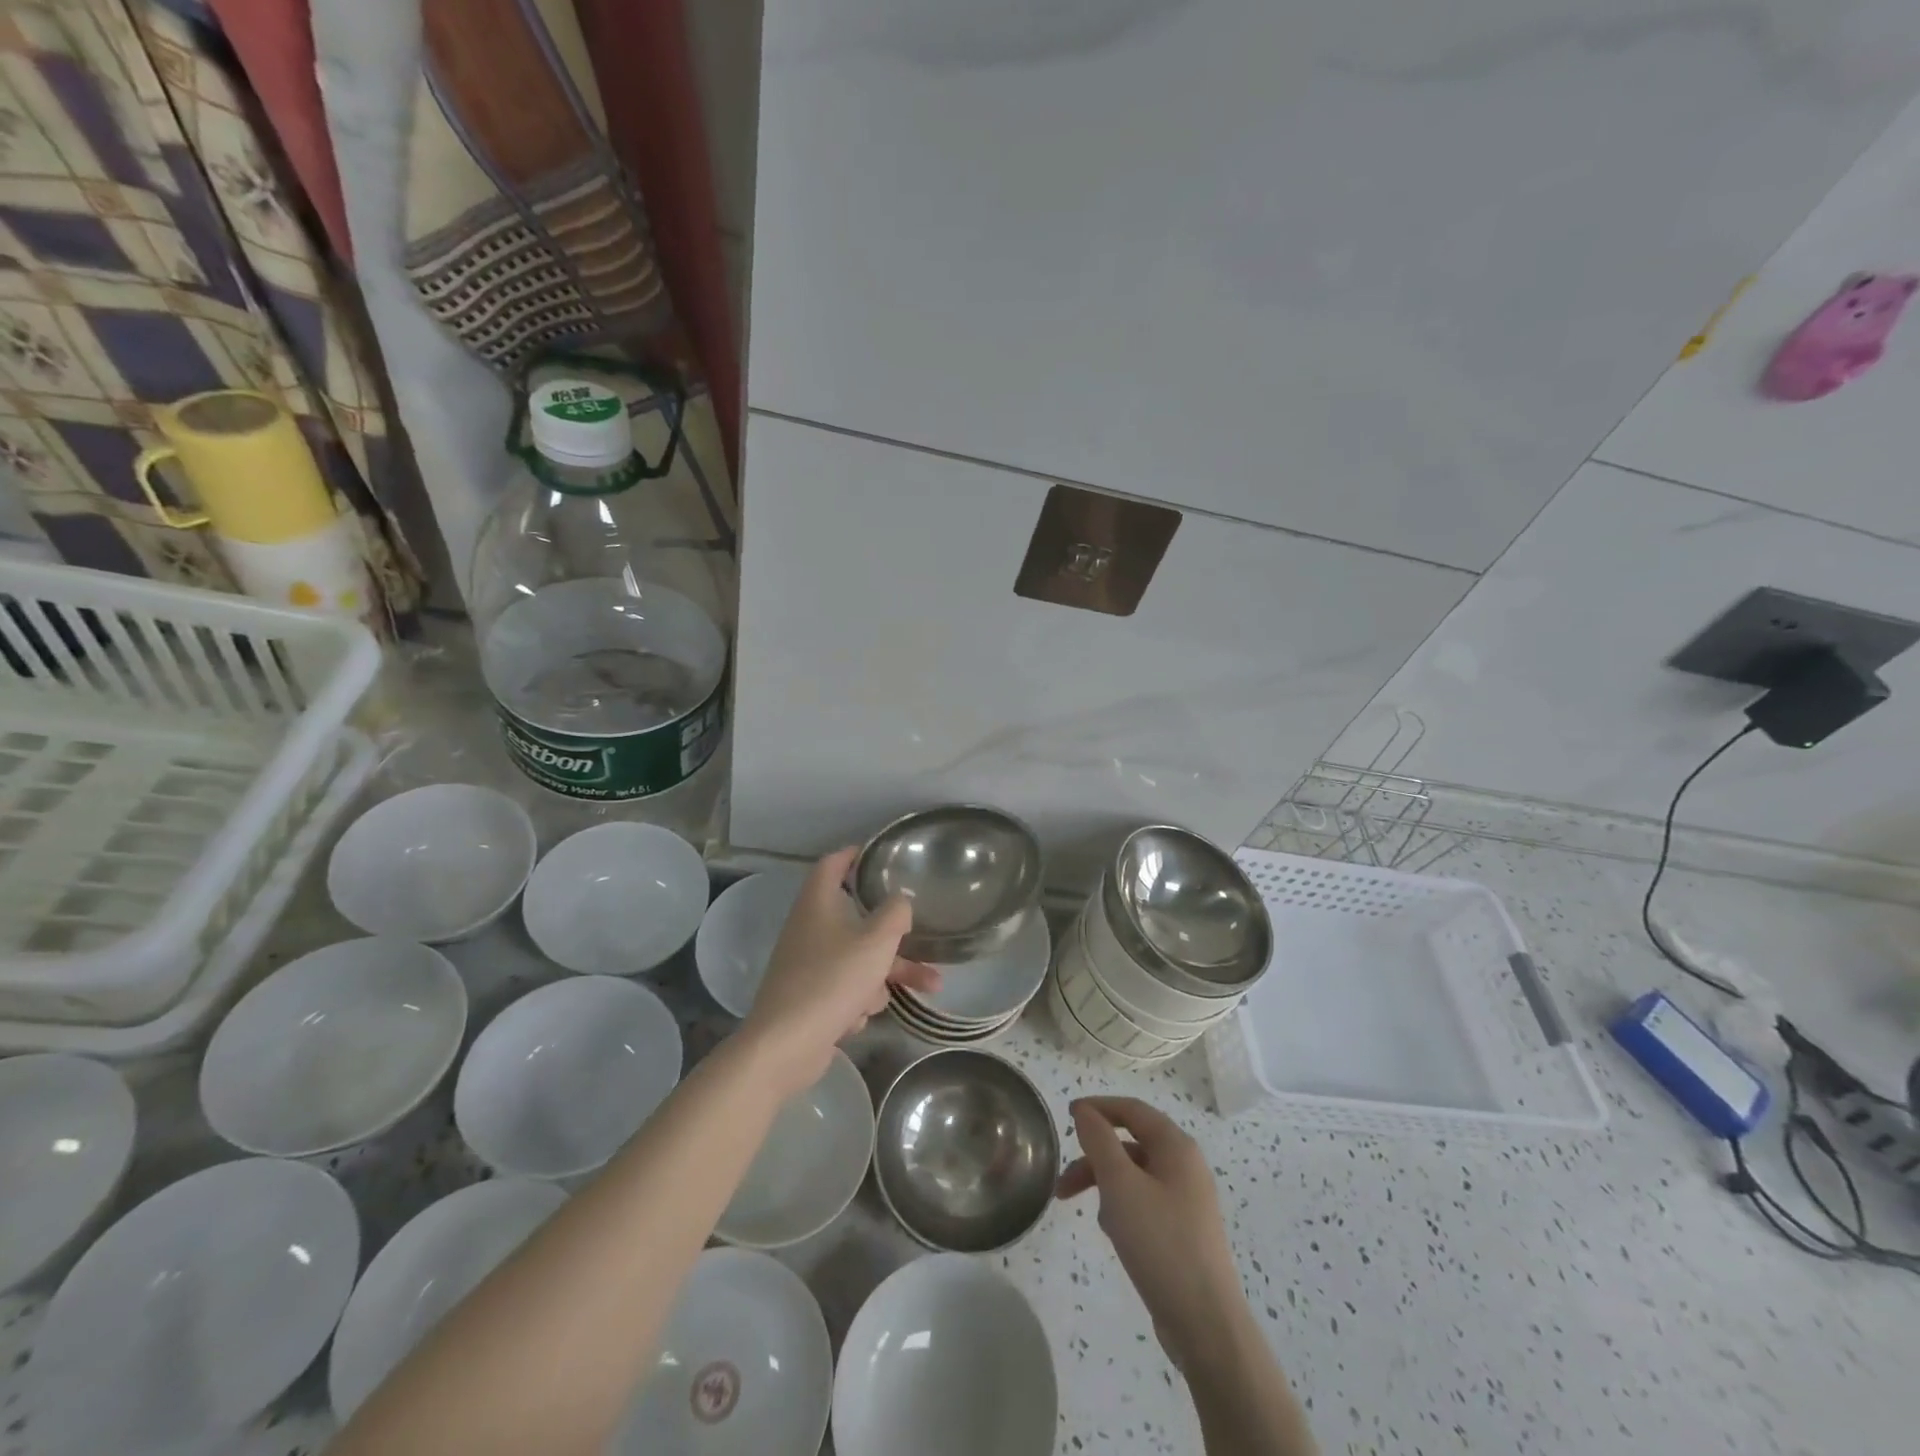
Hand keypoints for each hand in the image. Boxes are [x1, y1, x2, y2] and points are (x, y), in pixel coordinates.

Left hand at [740, 847, 938, 1097]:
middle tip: (921, 931)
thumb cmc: (832, 980)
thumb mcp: (877, 940)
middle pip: (857, 917)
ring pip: (858, 957)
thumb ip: (896, 913)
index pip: (833, 863)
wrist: (785, 1045)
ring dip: (888, 972)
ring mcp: (807, 963)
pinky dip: (858, 999)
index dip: (856, 854)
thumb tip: (900, 902)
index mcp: (817, 902)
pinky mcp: (809, 996)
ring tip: (929, 986)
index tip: (880, 855)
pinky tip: (859, 1018)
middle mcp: (809, 927)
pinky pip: (845, 986)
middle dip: (894, 933)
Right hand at [1057, 1097, 1244, 1369]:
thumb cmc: (1160, 1243)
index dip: (1098, 1107)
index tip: (1066, 1116)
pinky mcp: (1184, 1232)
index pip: (1132, 1109)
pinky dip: (1123, 1208)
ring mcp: (1188, 1201)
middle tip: (1063, 1182)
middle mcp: (1186, 1167)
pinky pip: (1145, 1203)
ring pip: (1136, 1176)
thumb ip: (1099, 1141)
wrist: (1205, 1324)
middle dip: (1095, 1157)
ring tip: (1090, 1214)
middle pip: (1131, 1144)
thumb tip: (1085, 1110)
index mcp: (1176, 1147)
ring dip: (1106, 1186)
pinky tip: (1114, 1233)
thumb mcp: (1120, 1185)